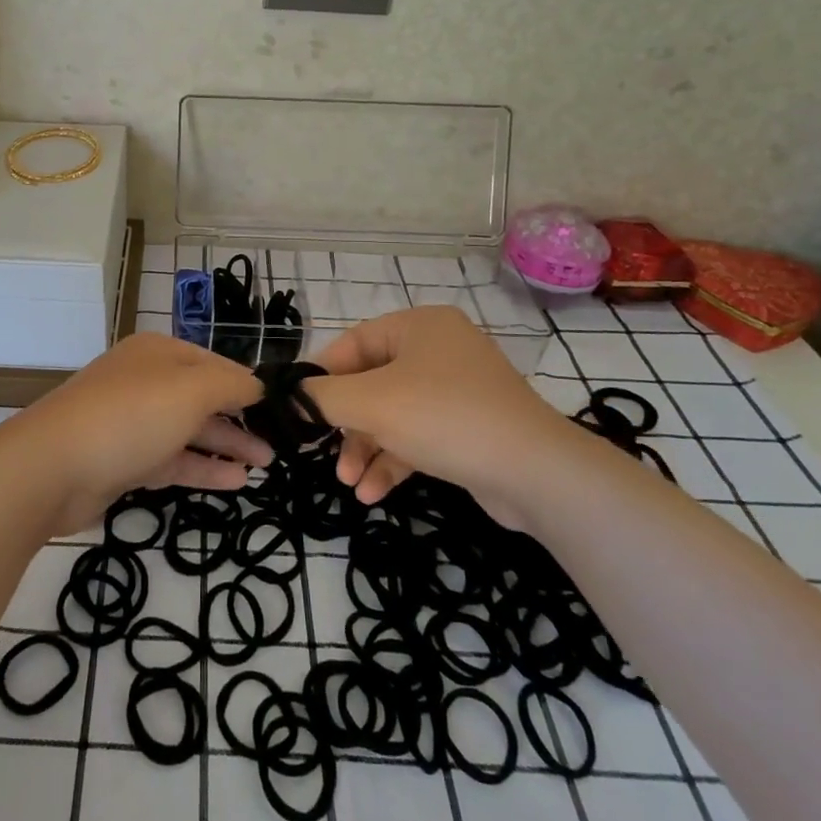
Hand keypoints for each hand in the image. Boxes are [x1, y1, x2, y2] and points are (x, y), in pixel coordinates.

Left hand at [15, 332, 270, 531]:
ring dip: (226, 445)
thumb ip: (231, 384)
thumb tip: (258, 386)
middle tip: (279, 444)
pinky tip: (236, 482)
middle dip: (241, 418)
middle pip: (203, 397)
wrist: (52, 467)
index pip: (215, 363)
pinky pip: (173, 460)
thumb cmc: (129, 416)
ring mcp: (133, 422)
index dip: (248, 384)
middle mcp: (146, 381)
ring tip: (264, 464)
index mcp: (159, 353)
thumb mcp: (190, 390)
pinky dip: (203, 468)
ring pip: (189, 430)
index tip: (281, 408)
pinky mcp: (125, 460)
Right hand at [302, 306, 591, 527]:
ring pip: (393, 414)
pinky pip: (417, 436)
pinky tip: (373, 494)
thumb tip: (285, 395)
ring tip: (349, 483)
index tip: (297, 407)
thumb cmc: (443, 418)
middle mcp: (438, 350)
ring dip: (366, 448)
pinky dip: (394, 460)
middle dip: (346, 424)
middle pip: (371, 382)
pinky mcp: (469, 427)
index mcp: (419, 326)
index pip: (353, 343)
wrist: (535, 472)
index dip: (321, 376)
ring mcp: (457, 390)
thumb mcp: (372, 403)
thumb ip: (321, 396)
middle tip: (323, 451)